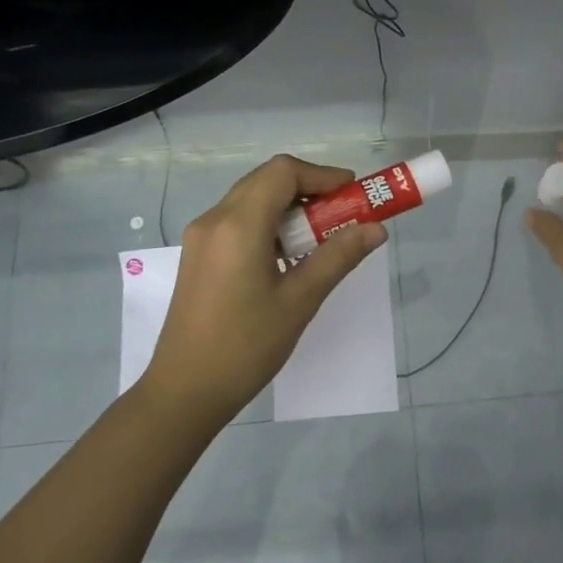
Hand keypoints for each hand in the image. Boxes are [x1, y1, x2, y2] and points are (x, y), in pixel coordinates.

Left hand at [142, 155, 385, 423]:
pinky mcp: (198, 255)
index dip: (322, 175)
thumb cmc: (246, 346)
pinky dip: (268, 224)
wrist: (186, 390)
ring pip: (251, 200)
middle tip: (342, 216)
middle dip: (309, 190)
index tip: (353, 195)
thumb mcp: (300, 300)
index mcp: (238, 224)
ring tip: (319, 239)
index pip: (283, 172)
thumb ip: (338, 257)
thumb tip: (376, 230)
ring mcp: (201, 237)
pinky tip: (287, 257)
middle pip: (266, 180)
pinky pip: (237, 221)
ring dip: (288, 208)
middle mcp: (214, 219)